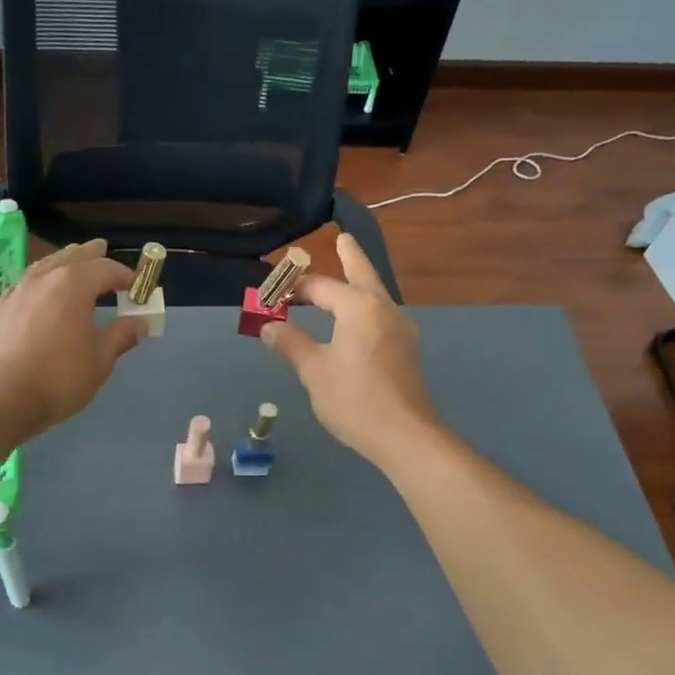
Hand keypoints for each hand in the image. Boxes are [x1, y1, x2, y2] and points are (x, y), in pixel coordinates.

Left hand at [0, 239, 147, 440]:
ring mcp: (18, 290)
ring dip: (65, 262)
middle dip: (92, 255)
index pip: (106, 268)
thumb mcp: (99, 360)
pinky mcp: (1, 307)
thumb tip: (139, 323)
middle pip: (73, 256)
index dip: (126, 276)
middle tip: (104, 250)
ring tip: (74, 264)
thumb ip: (120, 336)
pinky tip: (44, 292)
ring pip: (47, 264)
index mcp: (73, 284)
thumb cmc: (57, 379)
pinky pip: (29, 281)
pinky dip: (44, 279)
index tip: (138, 287)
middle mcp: (44, 277)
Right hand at [260, 233, 436, 466]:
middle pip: (363, 274)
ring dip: (359, 282)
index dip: (293, 288)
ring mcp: (401, 329)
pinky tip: (359, 319)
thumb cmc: (354, 399)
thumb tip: (268, 326)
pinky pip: (382, 314)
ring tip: (348, 274)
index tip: (271, 293)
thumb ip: (290, 343)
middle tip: (343, 238)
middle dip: (351, 256)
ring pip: (376, 295)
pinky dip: (366, 306)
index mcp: (359, 307)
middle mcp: (384, 309)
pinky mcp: (406, 349)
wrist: (405, 435)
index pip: (320, 287)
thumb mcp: (313, 371)